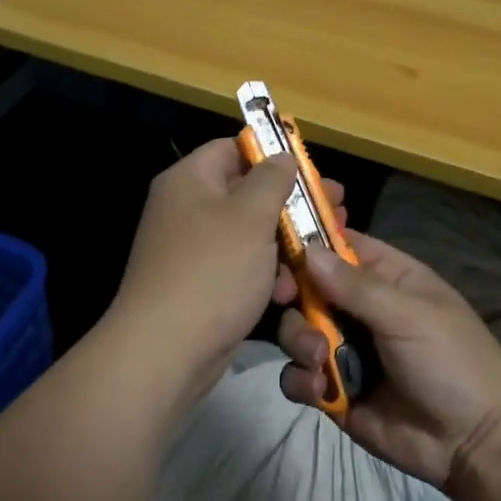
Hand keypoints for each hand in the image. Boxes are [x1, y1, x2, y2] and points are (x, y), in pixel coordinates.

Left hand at [105, 138, 302, 401]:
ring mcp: (191, 249)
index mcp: (190, 179)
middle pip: (246, 192)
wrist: (164, 352)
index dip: (273, 154)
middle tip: (336, 211)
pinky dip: (264, 274)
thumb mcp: (251, 215)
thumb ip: (272, 179)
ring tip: (320, 253)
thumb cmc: (212, 271)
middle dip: (292, 204)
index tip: (312, 171)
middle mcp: (186, 208)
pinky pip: (239, 267)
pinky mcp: (199, 286)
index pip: (234, 148)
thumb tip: (282, 156)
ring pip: (248, 234)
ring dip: (284, 244)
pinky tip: (288, 291)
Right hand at [277, 232, 500, 490]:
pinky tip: (320, 390)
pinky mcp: (334, 390)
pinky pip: (298, 375)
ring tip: (320, 360)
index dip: (307, 243)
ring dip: (299, 340)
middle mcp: (358, 308)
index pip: (337, 245)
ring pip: (297, 329)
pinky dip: (301, 379)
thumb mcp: (408, 315)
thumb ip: (355, 286)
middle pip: (306, 286)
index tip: (281, 250)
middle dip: (293, 295)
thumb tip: (307, 249)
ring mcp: (344, 348)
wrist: (476, 445)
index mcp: (384, 278)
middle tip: (288, 302)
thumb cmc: (452, 361)